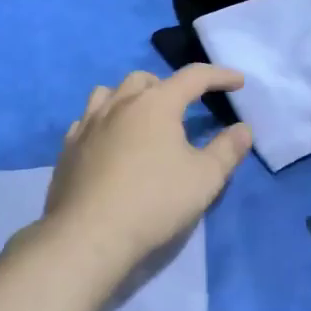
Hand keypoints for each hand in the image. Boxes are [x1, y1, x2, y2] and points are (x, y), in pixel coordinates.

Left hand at [42, 65, 253, 271]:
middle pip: (146, 80)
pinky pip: (87, 120)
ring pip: (109, 93)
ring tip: (142, 117)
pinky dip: (104, 121)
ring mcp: (88, 123)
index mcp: (156, 103)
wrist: (89, 234)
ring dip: (131, 97)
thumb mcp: (205, 178)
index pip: (193, 77)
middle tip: (184, 107)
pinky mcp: (68, 148)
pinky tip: (109, 141)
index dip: (220, 75)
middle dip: (169, 86)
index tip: (238, 81)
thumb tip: (243, 129)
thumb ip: (228, 149)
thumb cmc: (155, 201)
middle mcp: (119, 103)